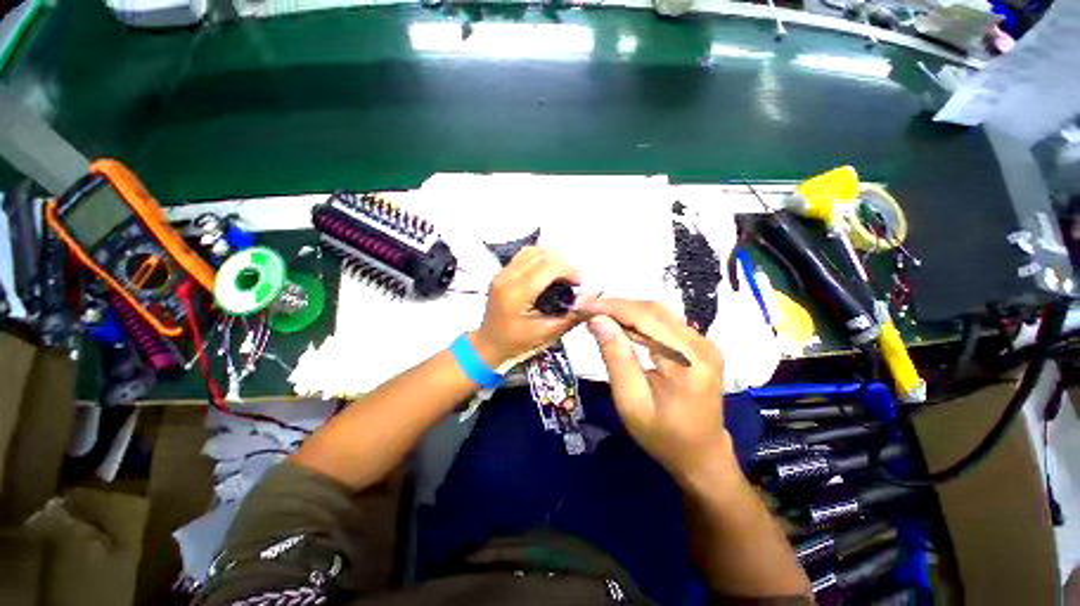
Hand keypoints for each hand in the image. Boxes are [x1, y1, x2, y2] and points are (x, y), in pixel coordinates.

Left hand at [472, 247, 589, 366]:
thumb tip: (593, 297)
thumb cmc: (517, 342)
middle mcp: (506, 278)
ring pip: (533, 250)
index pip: (548, 266)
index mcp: (516, 294)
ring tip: (562, 276)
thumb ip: (572, 315)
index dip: (569, 270)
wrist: (489, 344)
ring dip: (552, 258)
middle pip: (541, 254)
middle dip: (563, 263)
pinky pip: (525, 255)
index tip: (578, 284)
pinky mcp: (502, 272)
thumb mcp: (547, 333)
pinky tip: (548, 273)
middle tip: (573, 281)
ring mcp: (502, 273)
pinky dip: (541, 258)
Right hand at [582, 299, 735, 482]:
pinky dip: (638, 321)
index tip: (582, 305)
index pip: (645, 317)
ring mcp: (703, 342)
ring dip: (625, 312)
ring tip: (598, 316)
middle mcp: (701, 344)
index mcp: (688, 360)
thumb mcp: (631, 401)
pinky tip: (619, 327)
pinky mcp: (698, 345)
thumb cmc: (663, 436)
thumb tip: (597, 320)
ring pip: (657, 312)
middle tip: (586, 310)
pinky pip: (663, 323)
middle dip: (616, 306)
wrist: (701, 454)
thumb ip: (615, 357)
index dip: (611, 306)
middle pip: (653, 310)